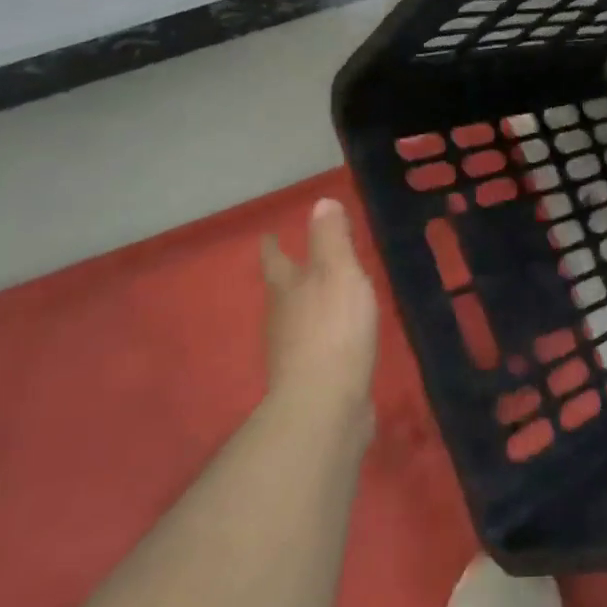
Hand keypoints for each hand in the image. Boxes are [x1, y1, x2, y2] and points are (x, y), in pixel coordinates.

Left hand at [258, 199, 378, 430]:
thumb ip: (331, 239)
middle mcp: (283, 318)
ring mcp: (293, 352)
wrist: (325, 405)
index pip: (276, 260)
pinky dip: (323, 335)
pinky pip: (315, 346)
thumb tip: (320, 202)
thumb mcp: (338, 273)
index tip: (268, 234)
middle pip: (281, 291)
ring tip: (321, 296)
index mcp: (288, 289)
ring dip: (305, 306)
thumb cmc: (333, 328)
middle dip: (287, 276)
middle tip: (296, 261)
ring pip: (296, 319)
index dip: (273, 246)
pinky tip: (337, 338)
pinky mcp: (311, 379)